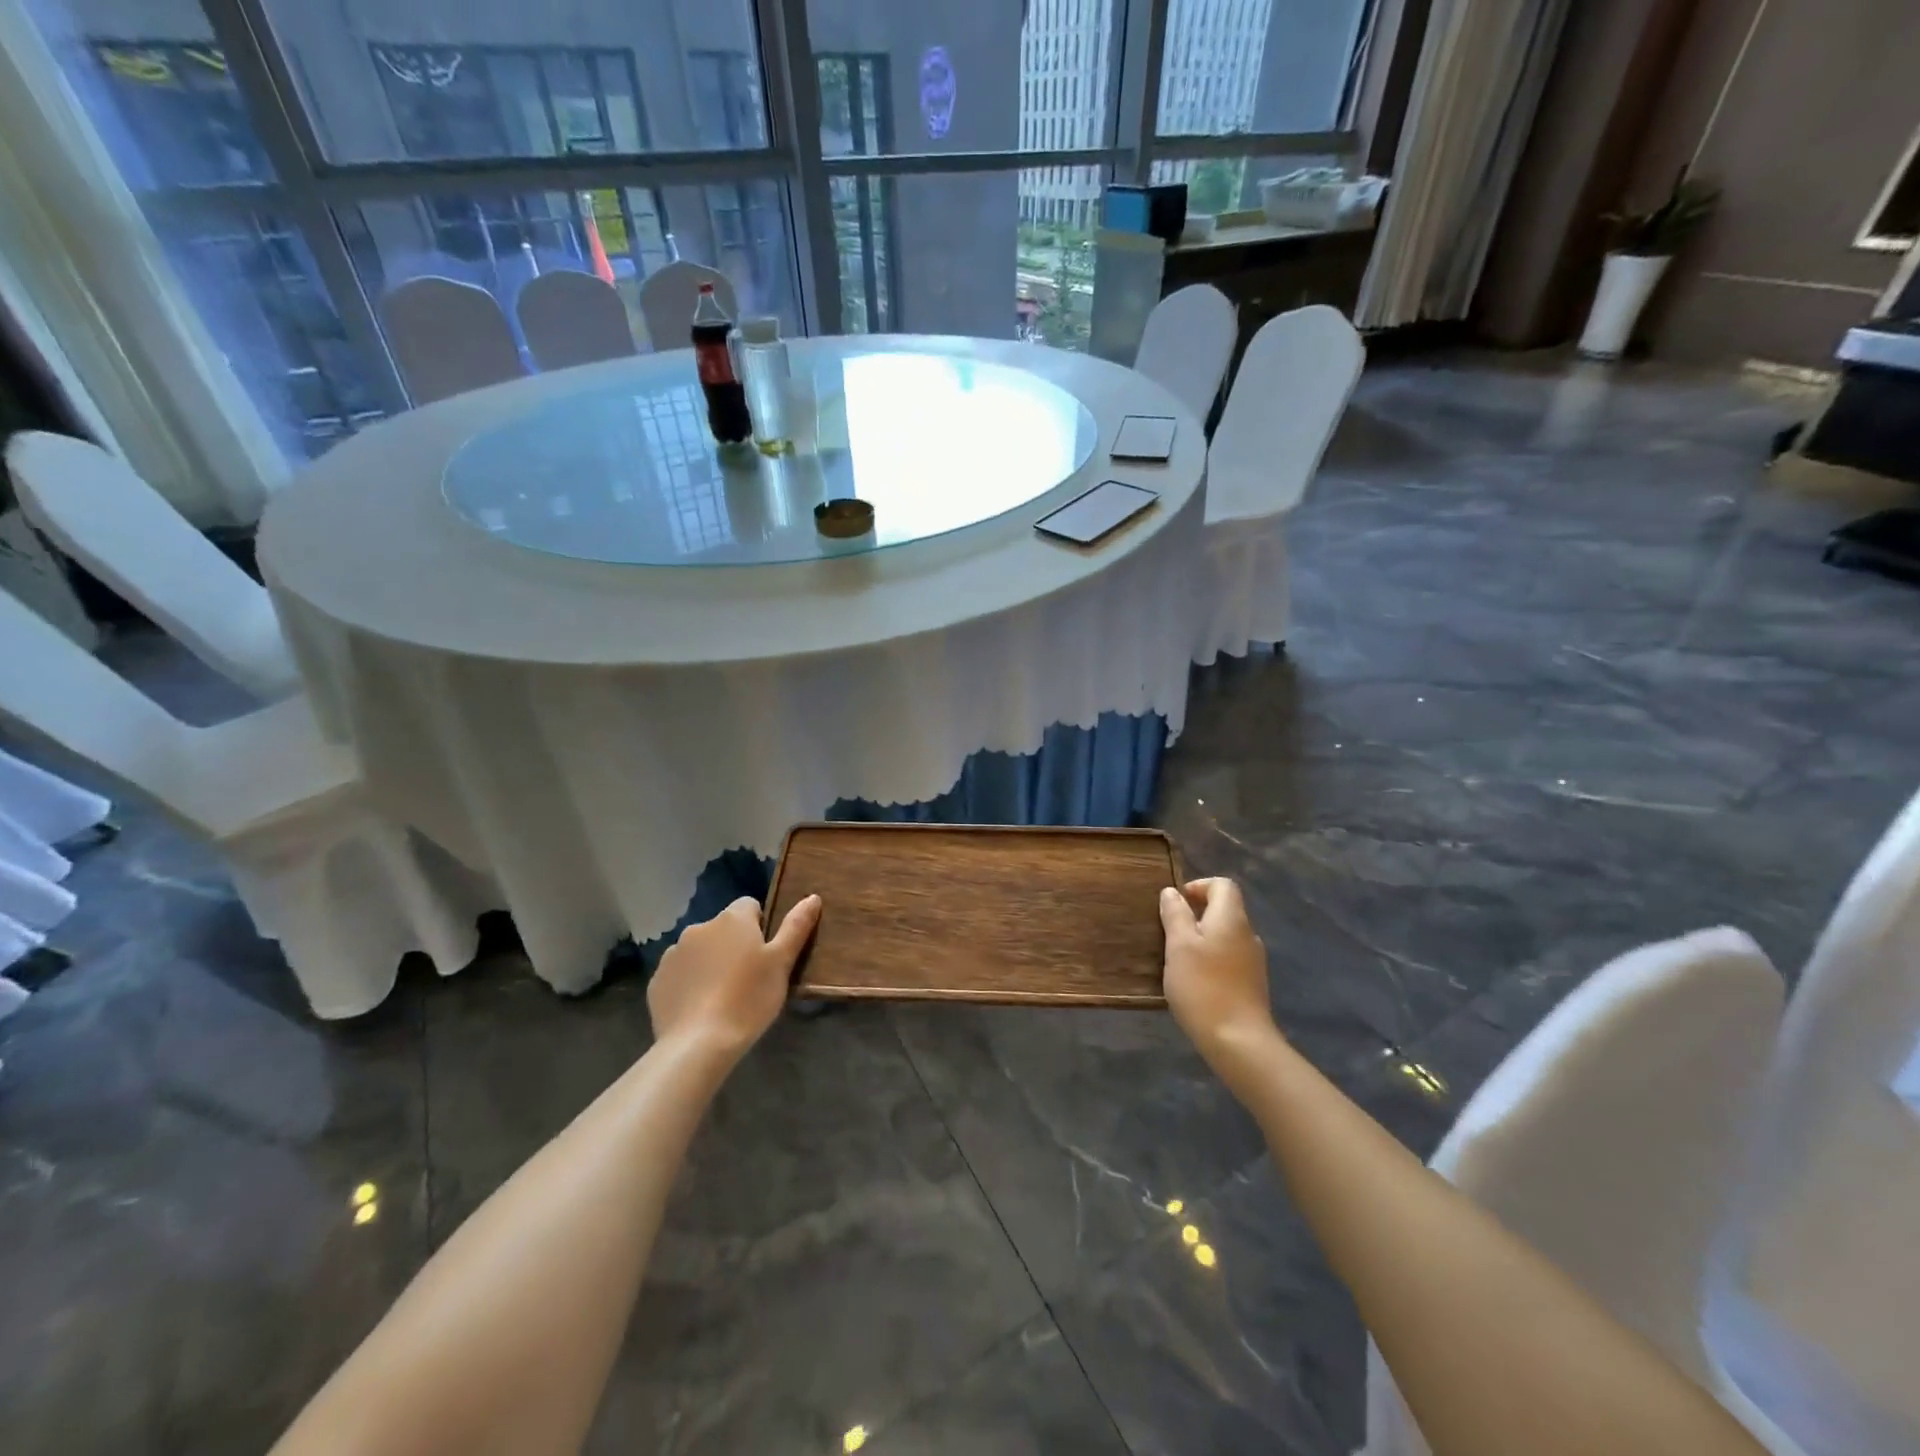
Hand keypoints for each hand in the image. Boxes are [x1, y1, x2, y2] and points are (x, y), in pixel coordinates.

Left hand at [647, 895, 820, 1062]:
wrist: (698, 1043)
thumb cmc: (749, 999)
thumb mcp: (782, 963)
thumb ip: (796, 926)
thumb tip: (812, 897)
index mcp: (732, 919)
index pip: (750, 906)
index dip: (761, 927)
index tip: (766, 955)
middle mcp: (700, 927)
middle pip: (723, 928)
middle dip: (734, 945)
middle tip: (749, 978)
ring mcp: (674, 953)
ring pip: (700, 950)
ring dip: (711, 962)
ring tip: (723, 996)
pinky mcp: (657, 980)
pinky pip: (680, 973)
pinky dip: (690, 983)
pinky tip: (700, 1007)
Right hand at [1160, 878, 1279, 1068]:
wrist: (1239, 1041)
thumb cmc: (1203, 987)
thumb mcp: (1179, 946)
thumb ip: (1175, 915)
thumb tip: (1172, 892)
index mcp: (1231, 919)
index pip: (1222, 885)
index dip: (1199, 886)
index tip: (1176, 904)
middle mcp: (1248, 934)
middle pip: (1225, 909)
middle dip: (1197, 914)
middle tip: (1170, 932)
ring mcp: (1254, 961)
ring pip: (1226, 935)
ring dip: (1203, 938)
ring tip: (1179, 958)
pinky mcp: (1252, 983)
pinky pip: (1230, 957)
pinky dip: (1212, 958)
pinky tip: (1196, 980)